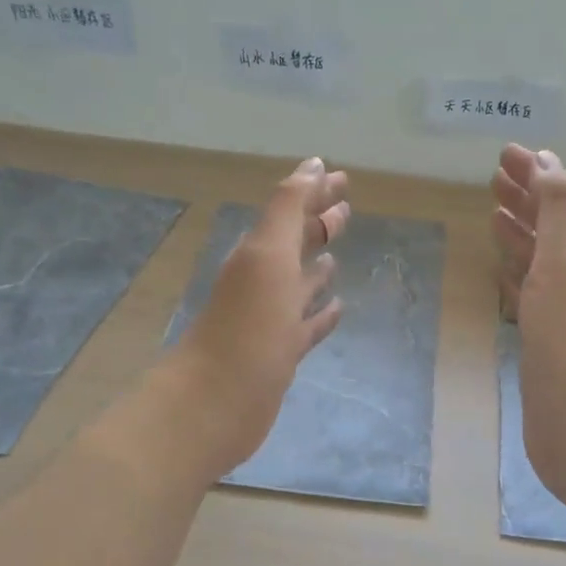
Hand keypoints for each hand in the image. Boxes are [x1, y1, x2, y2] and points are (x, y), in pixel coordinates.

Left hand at [168, 157, 349, 478]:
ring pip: (300, 285)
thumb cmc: (247, 324)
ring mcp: (272, 320)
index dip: (315, 192)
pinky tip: (339, 308)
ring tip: (337, 256)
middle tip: (347, 208)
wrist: (217, 400)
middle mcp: (264, 281)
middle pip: (295, 244)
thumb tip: (313, 165)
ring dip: (318, 269)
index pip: (291, 211)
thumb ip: (288, 209)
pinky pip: (307, 326)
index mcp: (259, 253)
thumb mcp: (267, 255)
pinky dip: (322, 314)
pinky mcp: (282, 354)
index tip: (342, 177)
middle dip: (319, 224)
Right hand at [491, 145, 565, 507]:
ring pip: (542, 256)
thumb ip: (562, 207)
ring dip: (521, 230)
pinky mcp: (549, 337)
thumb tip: (548, 163)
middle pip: (555, 222)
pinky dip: (516, 270)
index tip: (506, 153)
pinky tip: (501, 267)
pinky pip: (531, 290)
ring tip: (493, 212)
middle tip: (493, 178)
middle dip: (527, 196)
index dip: (539, 172)